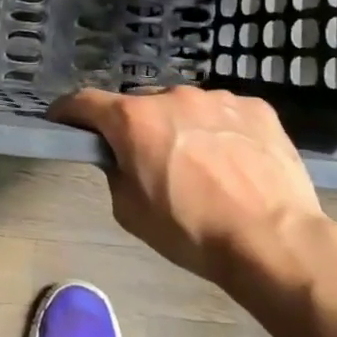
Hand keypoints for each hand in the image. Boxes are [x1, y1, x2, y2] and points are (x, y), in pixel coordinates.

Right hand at [49, 86, 323, 280]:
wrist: (273, 240)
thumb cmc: (192, 231)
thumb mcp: (131, 212)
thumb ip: (116, 172)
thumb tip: (122, 157)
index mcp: (133, 119)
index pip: (84, 102)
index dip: (68, 112)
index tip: (63, 122)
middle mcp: (171, 96)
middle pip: (139, 106)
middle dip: (136, 128)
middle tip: (148, 160)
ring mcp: (217, 98)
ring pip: (185, 108)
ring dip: (181, 128)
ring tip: (201, 167)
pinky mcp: (255, 107)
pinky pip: (224, 114)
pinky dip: (219, 131)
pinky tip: (234, 162)